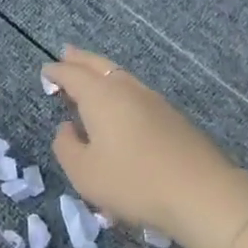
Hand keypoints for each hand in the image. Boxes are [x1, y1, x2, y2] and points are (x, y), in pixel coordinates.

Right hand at [43, 46, 236, 240]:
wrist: (201, 193)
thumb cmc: (133, 182)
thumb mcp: (84, 172)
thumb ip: (66, 146)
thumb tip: (66, 128)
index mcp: (101, 96)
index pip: (72, 75)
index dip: (56, 72)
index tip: (46, 71)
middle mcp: (127, 90)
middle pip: (100, 66)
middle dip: (80, 60)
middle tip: (66, 54)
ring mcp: (154, 101)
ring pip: (121, 77)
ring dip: (103, 73)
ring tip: (91, 77)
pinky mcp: (173, 117)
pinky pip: (137, 94)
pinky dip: (120, 91)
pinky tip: (120, 106)